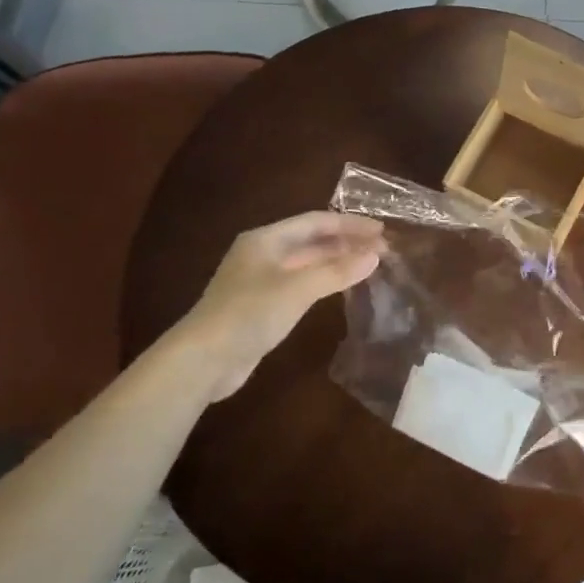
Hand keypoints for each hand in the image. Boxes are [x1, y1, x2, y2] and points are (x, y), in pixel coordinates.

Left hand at [165, 211, 385, 400]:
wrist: (202, 360)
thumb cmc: (249, 313)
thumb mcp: (297, 289)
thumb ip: (337, 271)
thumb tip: (375, 256)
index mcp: (266, 239)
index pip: (315, 221)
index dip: (349, 223)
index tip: (381, 230)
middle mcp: (263, 254)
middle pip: (311, 240)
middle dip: (346, 242)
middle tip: (381, 249)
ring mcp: (260, 280)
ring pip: (307, 263)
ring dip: (337, 261)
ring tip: (368, 265)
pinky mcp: (261, 306)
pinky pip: (300, 284)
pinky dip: (324, 281)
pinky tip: (341, 288)